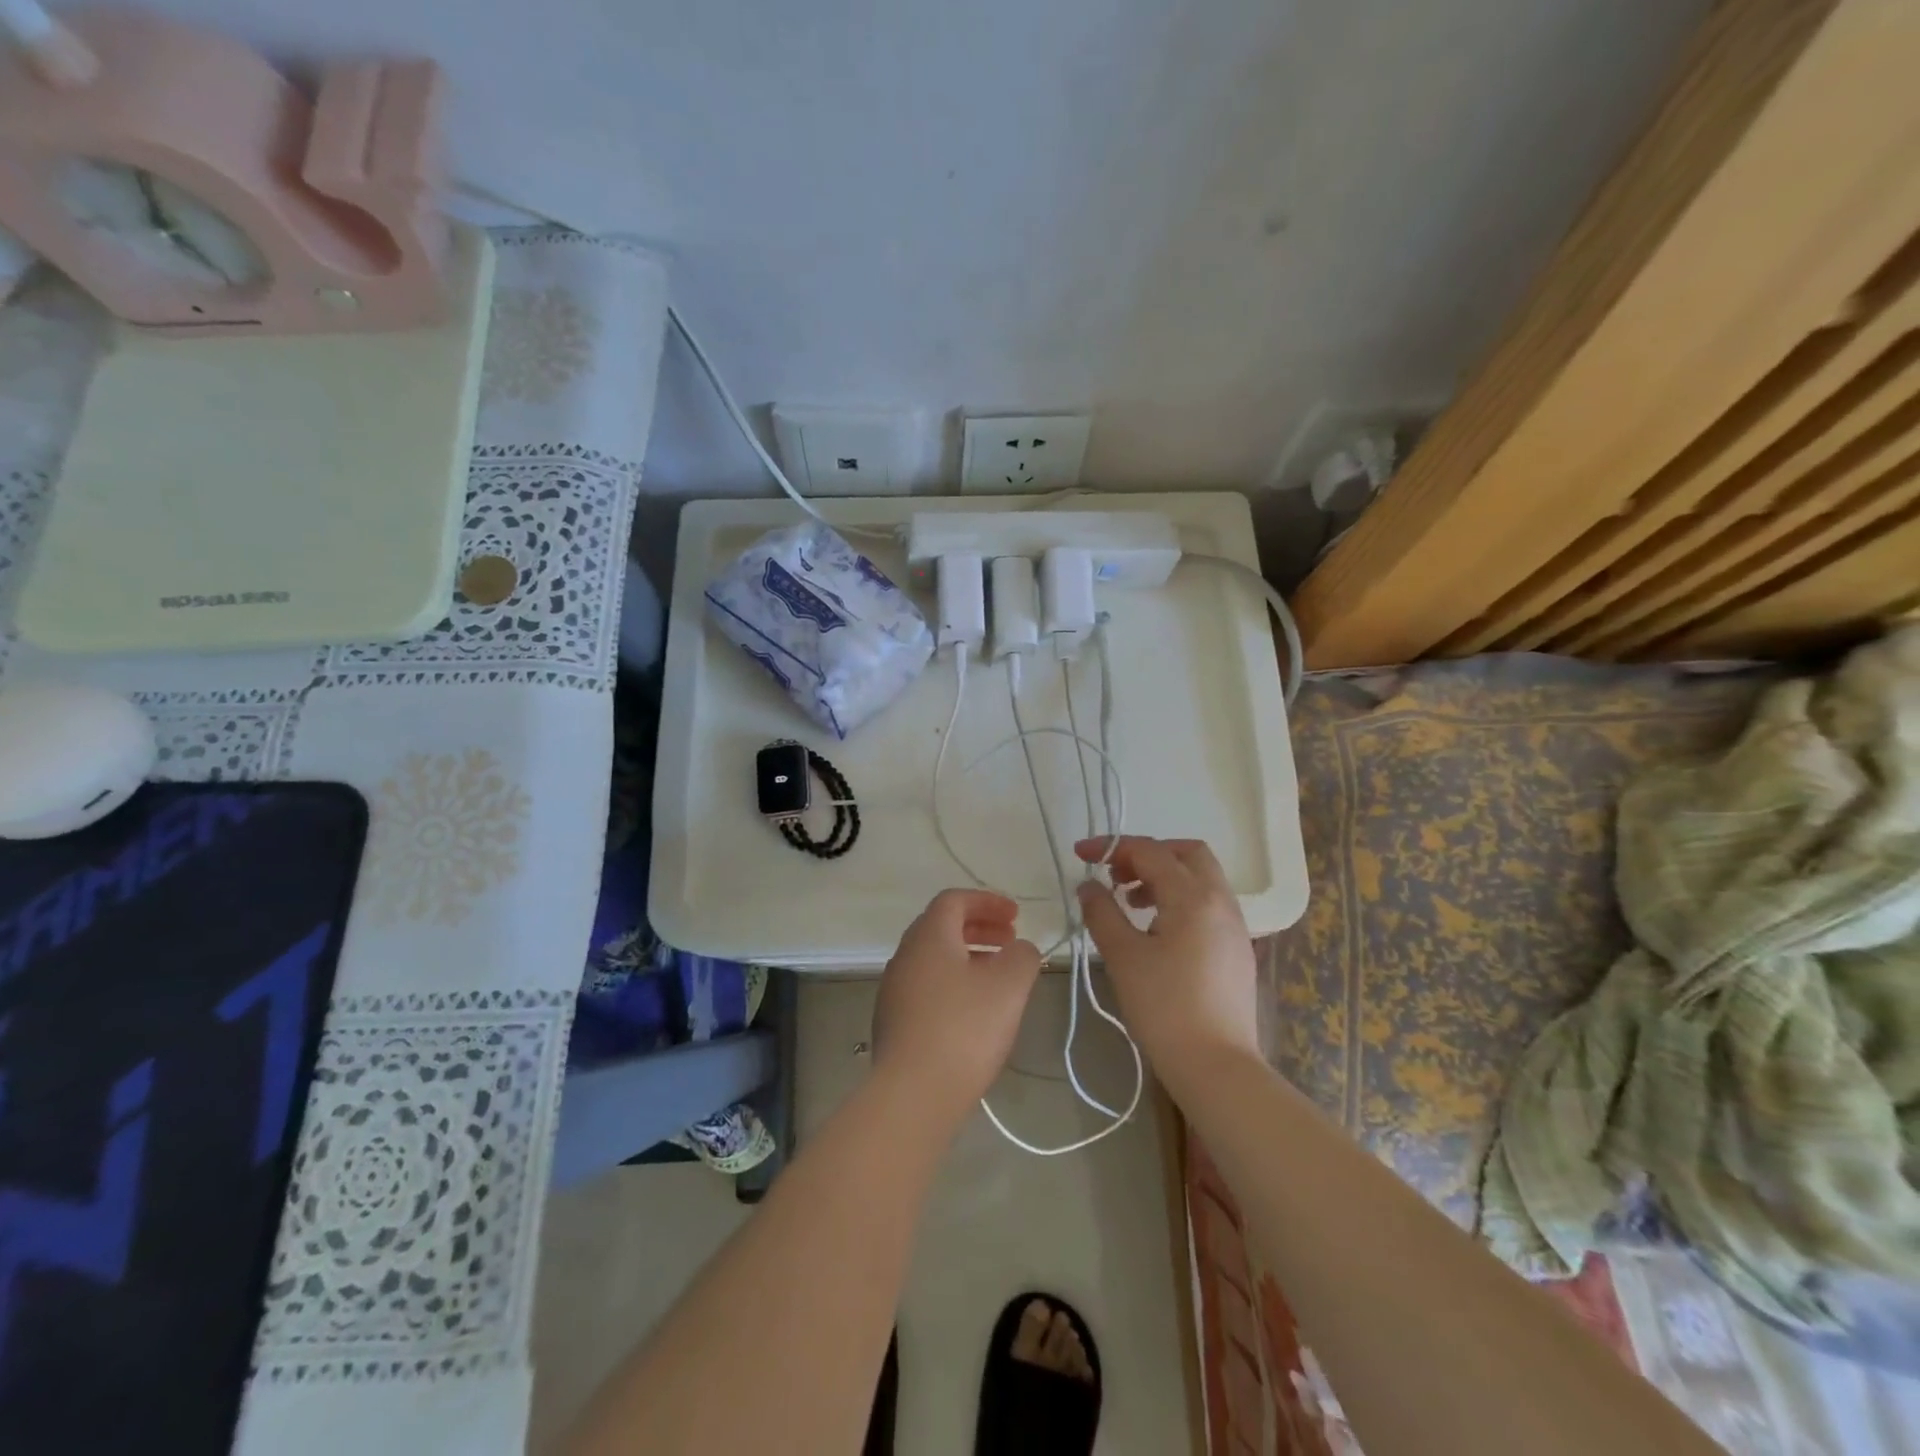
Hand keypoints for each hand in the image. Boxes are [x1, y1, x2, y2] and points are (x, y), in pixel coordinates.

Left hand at [872, 889, 1042, 1123]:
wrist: (912, 1094)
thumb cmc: (964, 1028)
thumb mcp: (1009, 986)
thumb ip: (1022, 956)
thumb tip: (1020, 948)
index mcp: (929, 936)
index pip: (954, 900)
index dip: (987, 901)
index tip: (1016, 916)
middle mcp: (905, 955)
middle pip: (941, 927)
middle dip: (979, 927)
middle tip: (1010, 941)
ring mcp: (894, 990)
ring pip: (934, 959)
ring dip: (967, 956)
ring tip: (998, 977)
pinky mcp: (893, 1022)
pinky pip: (927, 986)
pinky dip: (954, 982)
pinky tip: (974, 1011)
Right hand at [1073, 836, 1259, 1087]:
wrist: (1216, 1066)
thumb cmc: (1164, 1007)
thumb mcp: (1122, 956)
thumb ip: (1102, 912)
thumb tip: (1088, 886)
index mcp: (1193, 897)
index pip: (1150, 851)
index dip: (1111, 846)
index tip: (1081, 854)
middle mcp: (1220, 901)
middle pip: (1187, 853)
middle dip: (1148, 854)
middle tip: (1116, 875)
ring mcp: (1234, 925)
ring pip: (1201, 877)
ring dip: (1165, 876)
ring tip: (1131, 902)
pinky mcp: (1237, 948)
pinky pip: (1208, 903)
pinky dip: (1180, 898)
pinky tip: (1157, 929)